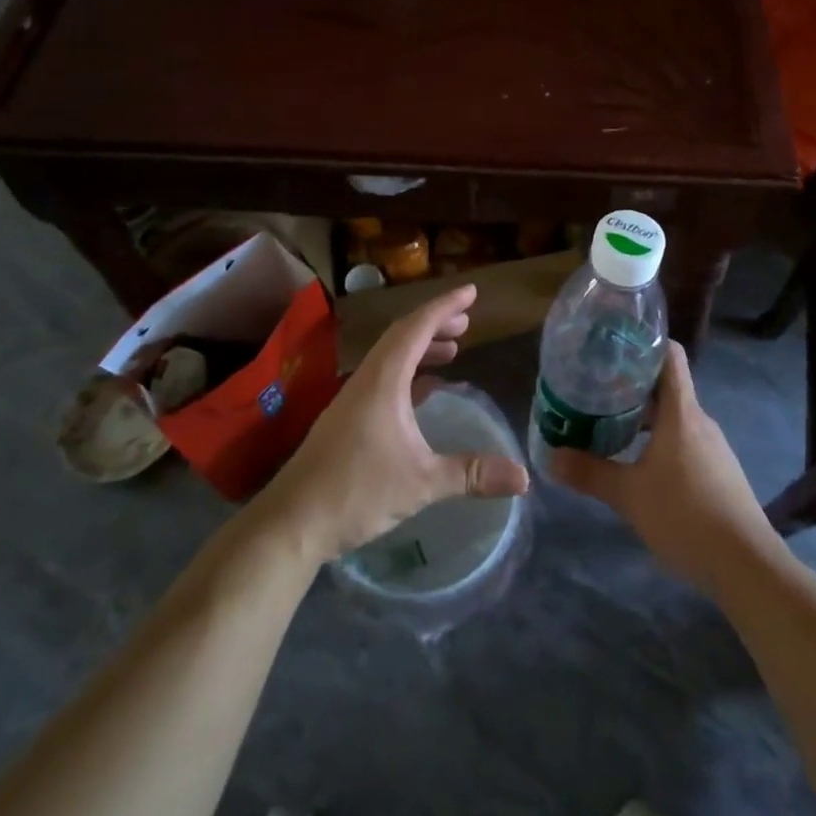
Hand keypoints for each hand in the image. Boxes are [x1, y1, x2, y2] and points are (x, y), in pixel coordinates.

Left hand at [257, 284, 528, 565]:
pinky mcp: (347, 419)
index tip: (471, 292)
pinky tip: (425, 392)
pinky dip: (409, 374)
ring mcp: (353, 399)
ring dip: (421, 348)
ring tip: (452, 350)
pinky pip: (383, 379)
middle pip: (403, 336)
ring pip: (391, 358)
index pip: (416, 327)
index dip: (445, 306)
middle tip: (467, 321)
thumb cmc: (356, 492)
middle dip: (436, 324)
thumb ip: (471, 474)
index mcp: (383, 380)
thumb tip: (523, 477)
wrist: (291, 523)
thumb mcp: (421, 483)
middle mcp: (366, 380)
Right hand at [549, 341, 777, 592]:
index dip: (645, 342)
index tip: (613, 344)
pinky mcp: (718, 470)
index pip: (671, 355)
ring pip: (674, 416)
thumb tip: (550, 457)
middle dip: (631, 384)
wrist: (746, 565)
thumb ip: (590, 473)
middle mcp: (700, 420)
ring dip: (644, 416)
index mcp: (681, 412)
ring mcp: (713, 446)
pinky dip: (659, 439)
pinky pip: (684, 439)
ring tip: (609, 424)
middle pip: (666, 386)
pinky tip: (638, 462)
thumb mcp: (629, 495)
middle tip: (595, 389)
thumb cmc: (685, 516)